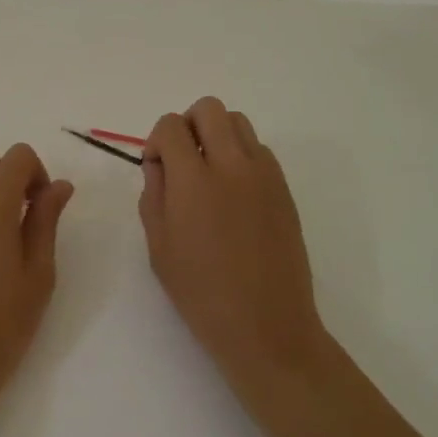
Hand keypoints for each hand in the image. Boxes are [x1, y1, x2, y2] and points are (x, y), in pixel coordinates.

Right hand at [140, 99, 331, 395]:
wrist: (268, 328)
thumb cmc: (203, 295)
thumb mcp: (159, 247)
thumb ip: (153, 193)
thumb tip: (160, 163)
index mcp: (194, 180)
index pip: (171, 126)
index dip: (157, 140)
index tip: (157, 168)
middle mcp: (231, 164)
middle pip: (208, 108)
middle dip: (188, 124)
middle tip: (183, 160)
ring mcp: (263, 173)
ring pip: (238, 121)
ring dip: (217, 134)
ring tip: (210, 172)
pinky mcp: (283, 187)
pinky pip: (259, 149)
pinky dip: (242, 155)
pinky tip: (235, 193)